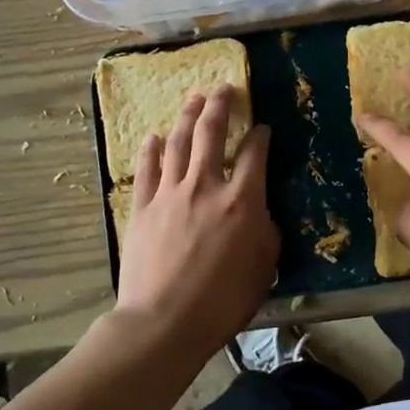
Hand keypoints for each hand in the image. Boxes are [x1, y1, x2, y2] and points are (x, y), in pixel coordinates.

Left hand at [116, 86, 277, 355]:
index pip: (253, 154)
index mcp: (242, 201)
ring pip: (178, 142)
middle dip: (220, 106)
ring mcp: (170, 193)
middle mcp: (206, 186)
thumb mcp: (264, 267)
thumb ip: (266, 231)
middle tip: (224, 88)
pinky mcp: (143, 207)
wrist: (164, 321)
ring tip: (194, 99)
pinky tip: (153, 136)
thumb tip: (260, 212)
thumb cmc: (223, 301)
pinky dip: (151, 149)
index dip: (260, 136)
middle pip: (211, 133)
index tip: (262, 127)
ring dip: (187, 116)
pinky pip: (147, 169)